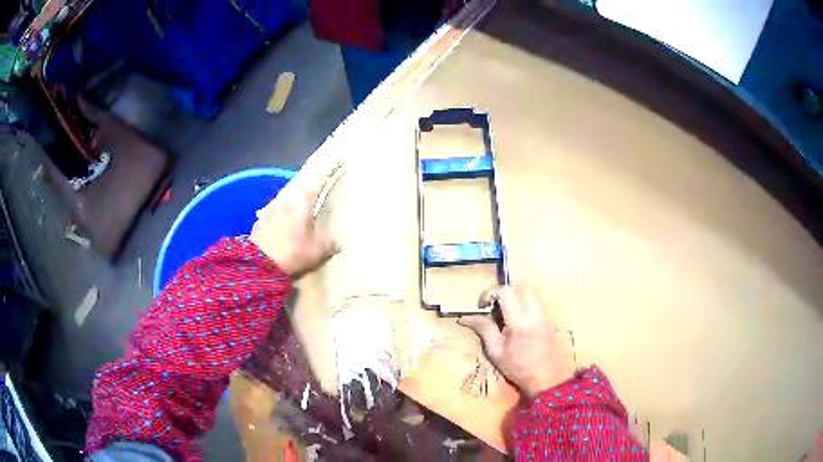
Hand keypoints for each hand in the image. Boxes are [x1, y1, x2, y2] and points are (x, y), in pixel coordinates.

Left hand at [250, 186, 338, 276]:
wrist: (259, 264)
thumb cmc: (292, 252)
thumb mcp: (317, 252)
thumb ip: (330, 244)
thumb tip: (338, 241)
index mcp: (302, 203)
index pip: (314, 187)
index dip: (320, 186)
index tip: (326, 188)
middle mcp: (285, 201)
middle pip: (297, 195)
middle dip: (304, 201)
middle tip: (312, 210)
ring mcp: (270, 210)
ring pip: (284, 205)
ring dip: (290, 212)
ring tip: (296, 224)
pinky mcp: (259, 223)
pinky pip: (273, 217)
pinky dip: (278, 222)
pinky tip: (281, 233)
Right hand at [458, 286, 574, 397]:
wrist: (549, 379)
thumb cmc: (519, 369)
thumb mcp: (496, 352)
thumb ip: (484, 330)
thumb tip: (465, 317)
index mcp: (520, 322)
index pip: (506, 292)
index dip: (490, 293)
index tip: (482, 305)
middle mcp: (535, 313)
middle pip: (521, 285)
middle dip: (506, 290)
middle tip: (495, 305)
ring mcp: (545, 314)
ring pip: (531, 291)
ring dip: (516, 295)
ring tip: (506, 312)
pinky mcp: (550, 318)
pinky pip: (537, 300)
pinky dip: (525, 302)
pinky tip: (518, 320)